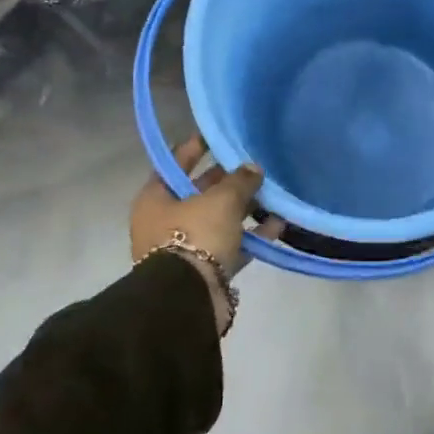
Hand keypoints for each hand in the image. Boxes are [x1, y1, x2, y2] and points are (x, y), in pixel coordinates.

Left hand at [131, 136, 280, 332]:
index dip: (197, 146)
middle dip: (227, 180)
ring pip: (218, 219)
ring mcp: (185, 246)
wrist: (188, 300)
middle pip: (199, 191)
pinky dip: (252, 235)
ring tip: (272, 192)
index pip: (176, 161)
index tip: (219, 133)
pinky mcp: (206, 269)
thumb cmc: (195, 236)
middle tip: (254, 163)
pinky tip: (278, 224)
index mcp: (155, 197)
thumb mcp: (220, 200)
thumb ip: (239, 181)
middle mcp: (165, 220)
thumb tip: (253, 168)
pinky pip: (231, 245)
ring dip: (243, 208)